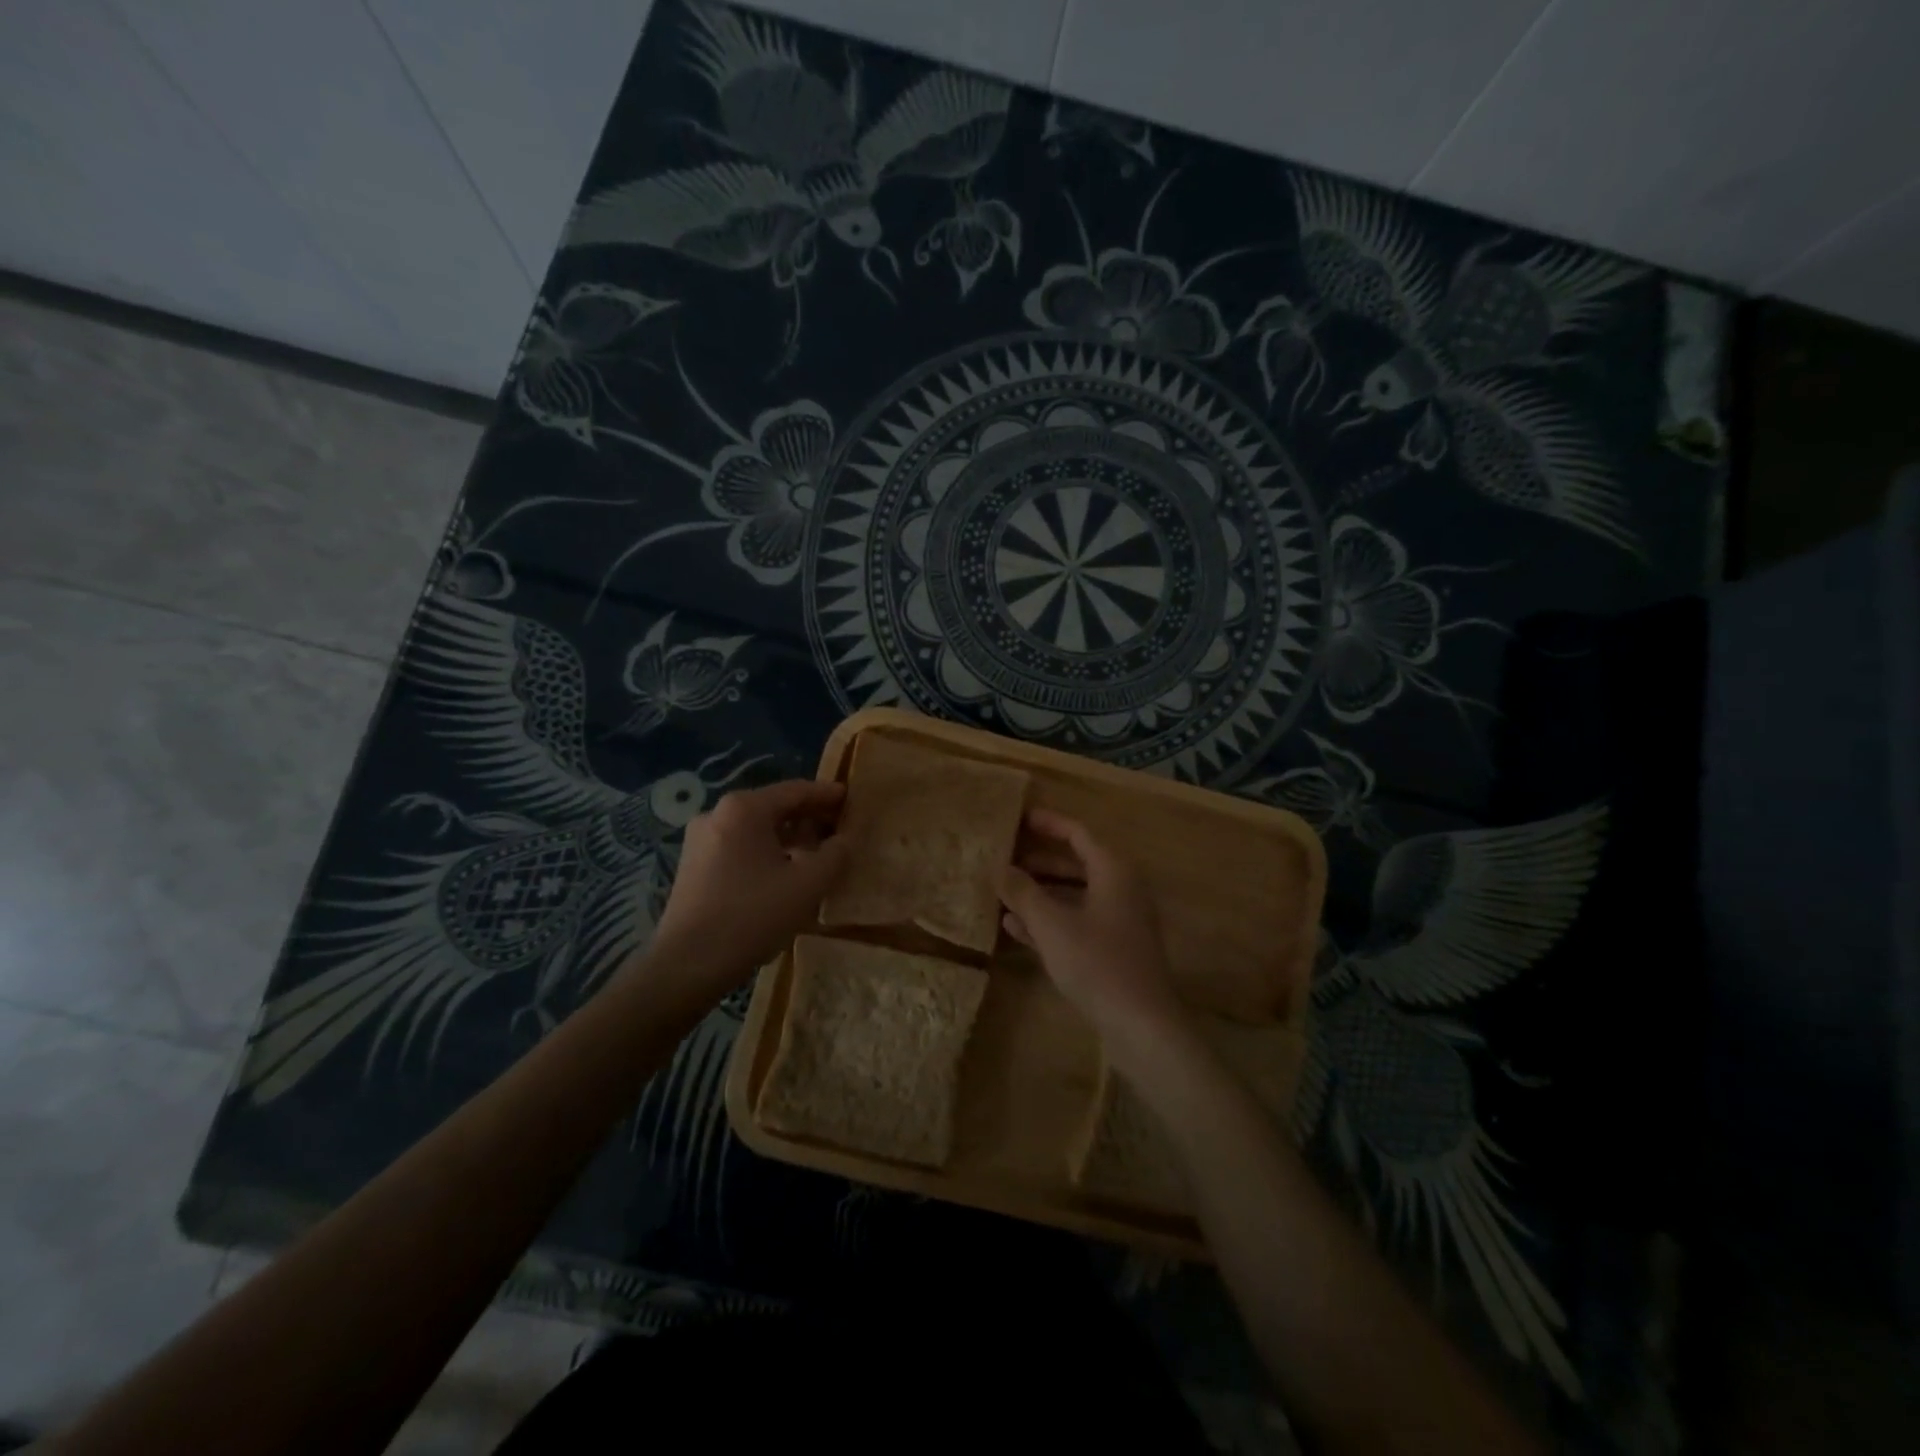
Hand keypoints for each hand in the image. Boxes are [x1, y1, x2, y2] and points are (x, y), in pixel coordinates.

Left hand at [644, 779, 849, 1000]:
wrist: (688, 965)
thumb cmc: (752, 915)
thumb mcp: (808, 884)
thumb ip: (835, 855)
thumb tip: (845, 840)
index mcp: (744, 809)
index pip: (796, 791)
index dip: (827, 795)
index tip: (851, 798)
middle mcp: (717, 814)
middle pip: (774, 808)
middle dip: (809, 818)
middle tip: (840, 828)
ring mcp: (701, 841)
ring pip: (756, 830)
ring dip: (789, 838)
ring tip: (817, 855)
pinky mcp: (693, 867)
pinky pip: (740, 848)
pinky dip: (766, 854)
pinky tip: (785, 875)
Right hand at [999, 809, 1185, 1052]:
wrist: (1141, 1025)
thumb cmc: (1097, 963)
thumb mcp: (1052, 924)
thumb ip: (1023, 892)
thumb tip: (999, 868)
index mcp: (1113, 871)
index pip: (1079, 833)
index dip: (1049, 823)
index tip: (1019, 818)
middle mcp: (1121, 889)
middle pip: (1077, 863)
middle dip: (1040, 860)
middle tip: (1005, 857)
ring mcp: (1119, 921)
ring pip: (1075, 895)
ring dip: (1041, 892)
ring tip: (1003, 891)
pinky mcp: (1114, 950)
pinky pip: (1077, 922)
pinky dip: (1050, 920)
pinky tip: (1016, 928)